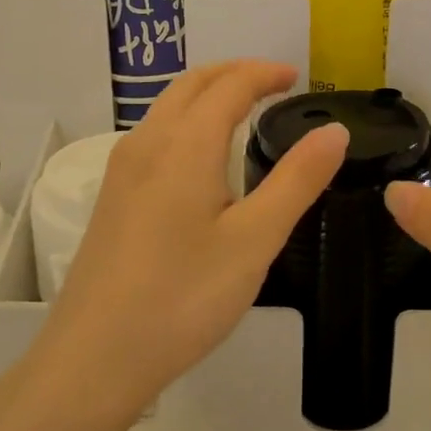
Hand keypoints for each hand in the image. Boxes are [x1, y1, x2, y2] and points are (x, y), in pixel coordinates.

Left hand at [39, 61, 347, 415]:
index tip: (296, 77)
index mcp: (184, 145)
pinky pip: (153, 136)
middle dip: (233, 73)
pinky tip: (201, 158)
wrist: (95, 357)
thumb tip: (335, 131)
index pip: (228, 86)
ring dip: (206, 95)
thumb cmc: (183, 297)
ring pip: (166, 109)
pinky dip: (186, 122)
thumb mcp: (254, 241)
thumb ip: (297, 181)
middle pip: (190, 85)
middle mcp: (146, 144)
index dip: (264, 74)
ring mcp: (122, 171)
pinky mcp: (112, 199)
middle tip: (272, 84)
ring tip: (242, 111)